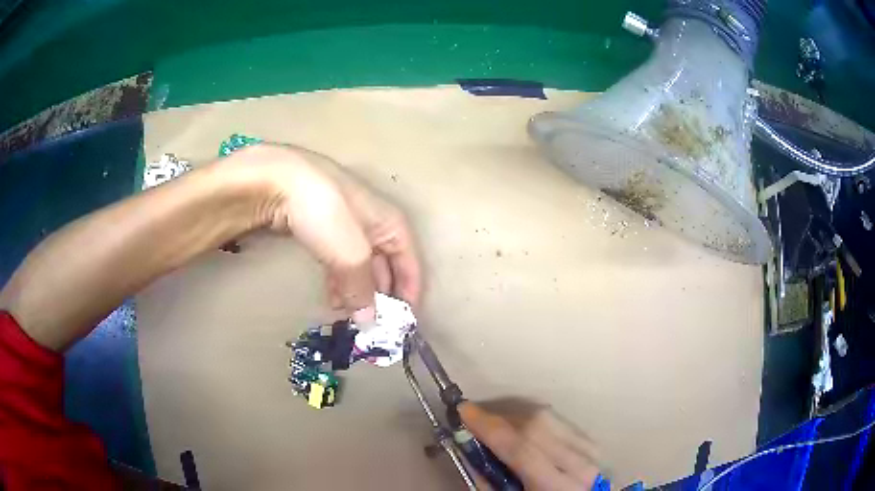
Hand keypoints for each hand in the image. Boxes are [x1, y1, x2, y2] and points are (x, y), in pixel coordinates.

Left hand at [225, 144, 420, 319]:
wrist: (281, 182)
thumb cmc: (328, 214)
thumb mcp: (351, 255)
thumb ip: (362, 290)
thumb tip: (369, 322)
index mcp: (392, 225)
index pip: (411, 265)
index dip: (409, 294)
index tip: (402, 324)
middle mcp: (375, 226)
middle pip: (386, 269)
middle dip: (380, 298)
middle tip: (371, 327)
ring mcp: (348, 228)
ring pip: (361, 268)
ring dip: (357, 294)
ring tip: (348, 317)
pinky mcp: (324, 231)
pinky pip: (340, 263)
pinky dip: (340, 283)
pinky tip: (332, 299)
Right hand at [459, 399, 601, 490]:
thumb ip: (488, 480)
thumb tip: (468, 447)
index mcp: (555, 488)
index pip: (521, 450)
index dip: (490, 427)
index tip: (463, 410)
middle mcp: (579, 465)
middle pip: (537, 426)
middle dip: (500, 418)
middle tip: (475, 418)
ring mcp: (590, 451)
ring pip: (549, 418)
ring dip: (516, 417)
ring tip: (496, 425)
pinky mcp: (593, 443)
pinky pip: (559, 422)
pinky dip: (536, 421)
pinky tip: (522, 430)